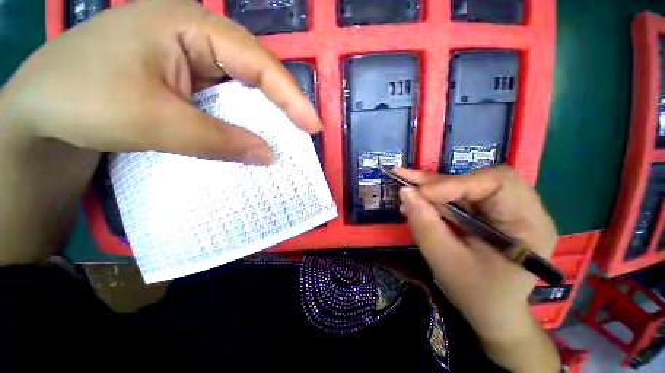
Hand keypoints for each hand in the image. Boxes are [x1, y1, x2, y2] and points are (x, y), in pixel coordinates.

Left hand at [0, 0, 319, 263]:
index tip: (312, 126)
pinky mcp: (183, 79)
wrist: (40, 111)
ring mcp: (189, 57)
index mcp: (190, 26)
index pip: (259, 62)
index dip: (291, 97)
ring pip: (242, 87)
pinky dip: (242, 119)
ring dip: (264, 114)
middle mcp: (196, 35)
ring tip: (287, 136)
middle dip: (283, 104)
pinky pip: (225, 99)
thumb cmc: (83, 100)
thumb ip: (219, 139)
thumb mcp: (156, 120)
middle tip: (304, 131)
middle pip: (255, 71)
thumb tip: (269, 155)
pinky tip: (251, 134)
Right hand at [395, 166, 559, 371]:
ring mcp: (508, 209)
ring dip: (435, 185)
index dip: (454, 183)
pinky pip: (463, 194)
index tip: (419, 192)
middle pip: (482, 178)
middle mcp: (525, 210)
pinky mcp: (491, 211)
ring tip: (408, 187)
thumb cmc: (476, 294)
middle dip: (441, 181)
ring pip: (469, 183)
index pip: (498, 183)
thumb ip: (425, 225)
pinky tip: (418, 199)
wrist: (493, 312)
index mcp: (530, 226)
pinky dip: (437, 195)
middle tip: (408, 182)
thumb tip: (405, 191)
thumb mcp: (446, 262)